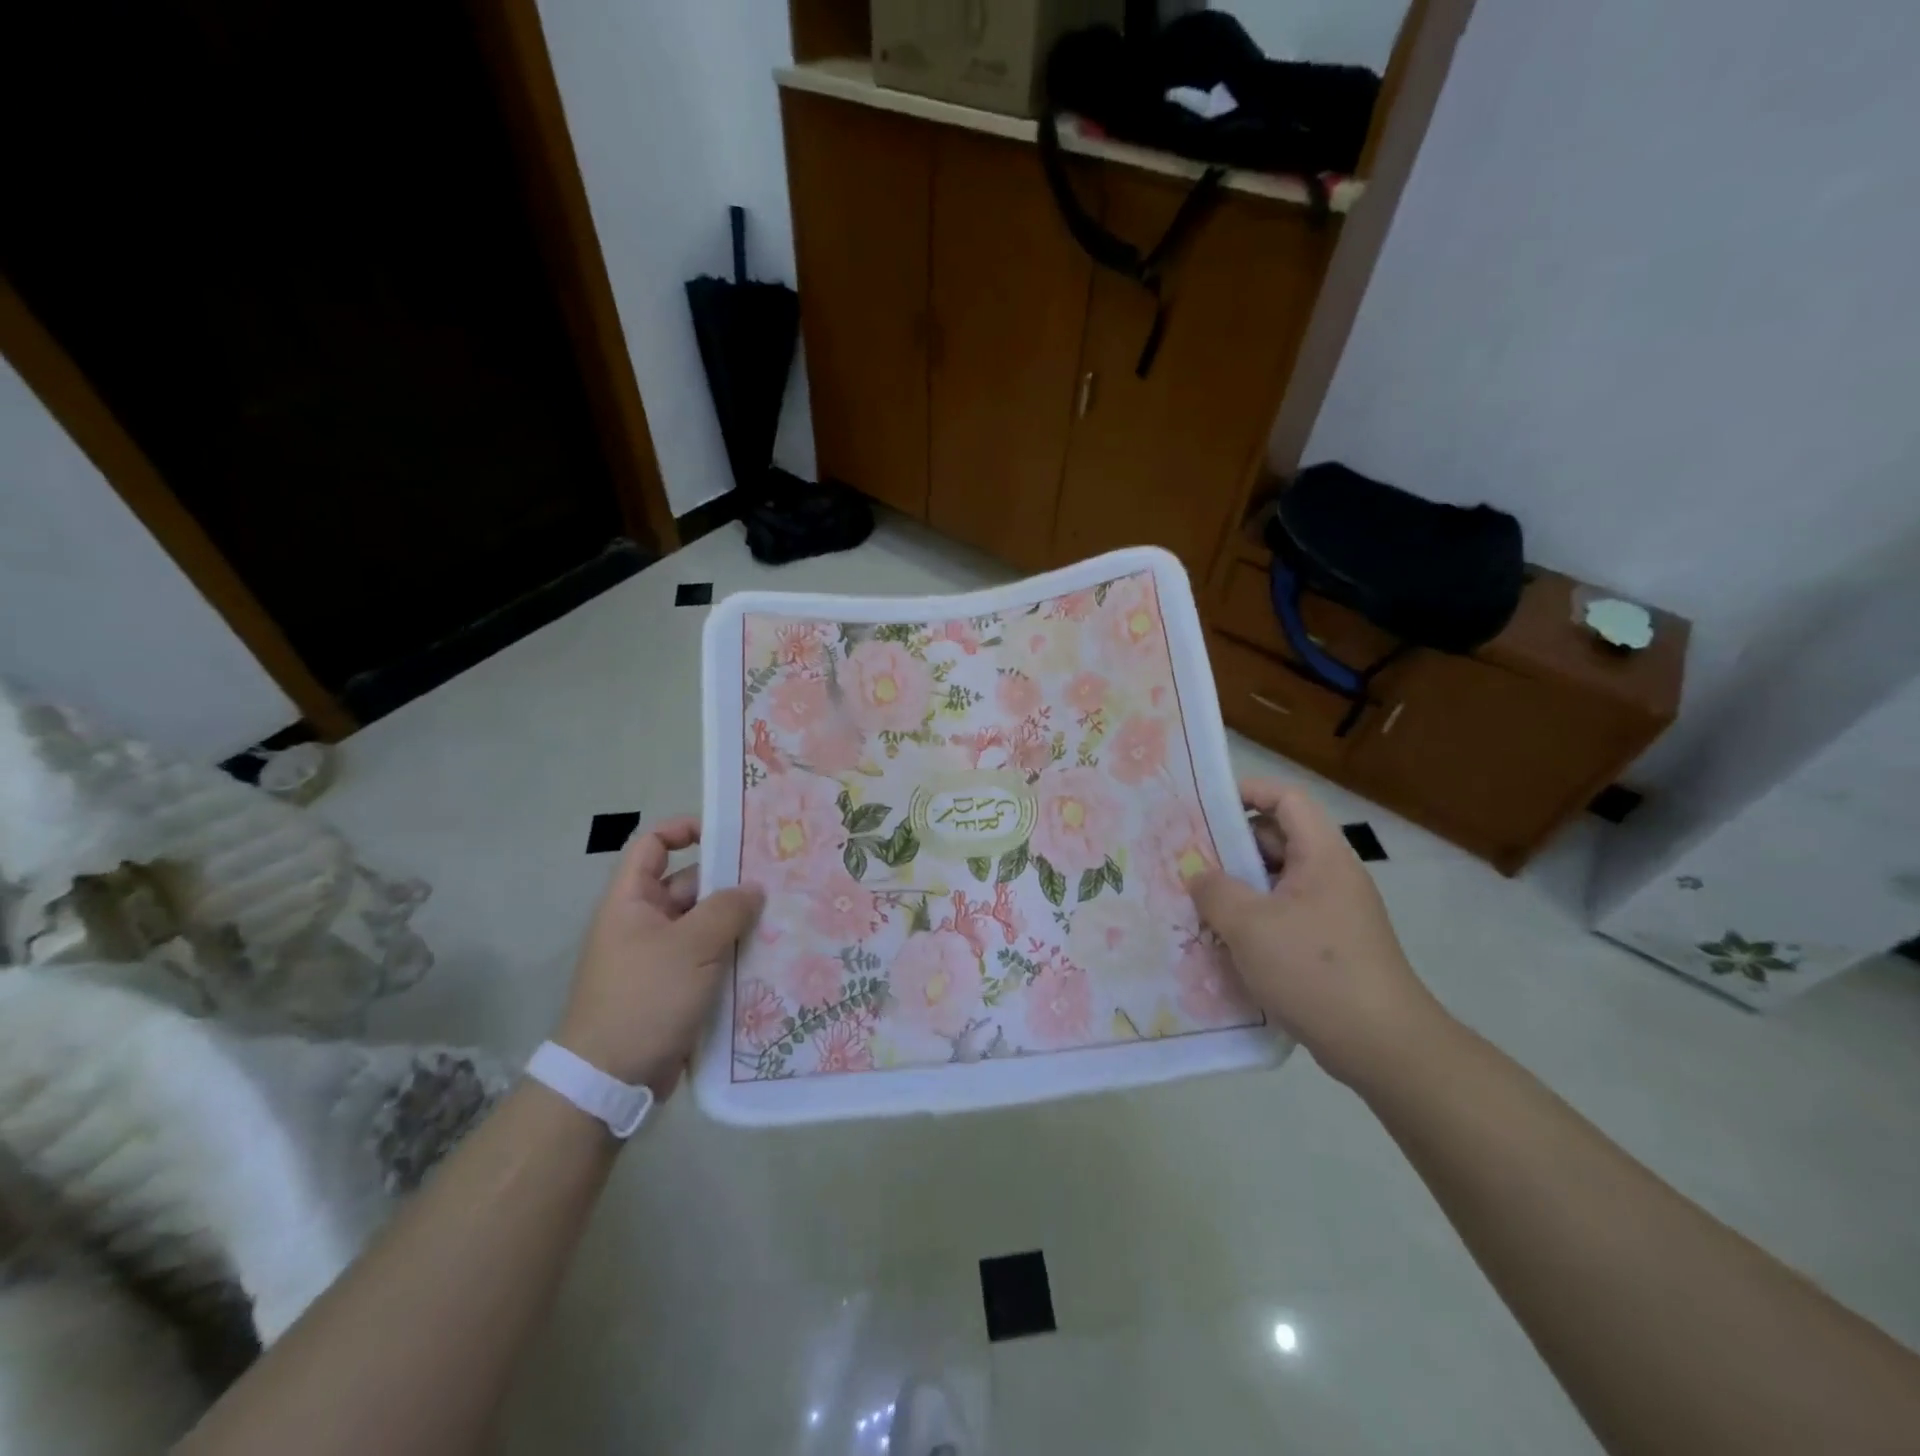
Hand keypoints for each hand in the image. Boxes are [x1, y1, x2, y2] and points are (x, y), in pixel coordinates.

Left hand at [556, 817, 763, 1096]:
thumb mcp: (692, 946)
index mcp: (632, 901)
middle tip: (777, 879)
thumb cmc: (646, 997)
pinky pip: (708, 958)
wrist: (610, 1080)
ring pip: (704, 925)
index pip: (653, 845)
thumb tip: (753, 889)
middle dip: (729, 882)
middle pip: (689, 885)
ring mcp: (659, 957)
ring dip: (737, 921)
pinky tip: (769, 955)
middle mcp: (643, 923)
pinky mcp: (674, 989)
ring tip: (784, 916)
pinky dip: (733, 954)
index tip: (728, 835)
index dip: (685, 830)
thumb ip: (727, 909)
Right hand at [1189, 780, 1448, 1087]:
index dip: (1248, 792)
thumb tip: (1199, 876)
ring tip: (1197, 901)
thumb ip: (1215, 891)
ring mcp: (1334, 913)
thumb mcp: (1250, 925)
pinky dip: (1255, 919)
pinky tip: (1224, 941)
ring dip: (1239, 887)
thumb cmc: (1314, 970)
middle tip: (1188, 858)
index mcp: (1322, 856)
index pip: (1287, 799)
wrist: (1382, 1045)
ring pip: (1278, 882)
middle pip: (1279, 839)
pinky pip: (1285, 915)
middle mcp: (1331, 876)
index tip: (1205, 806)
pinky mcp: (1331, 946)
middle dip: (1232, 845)